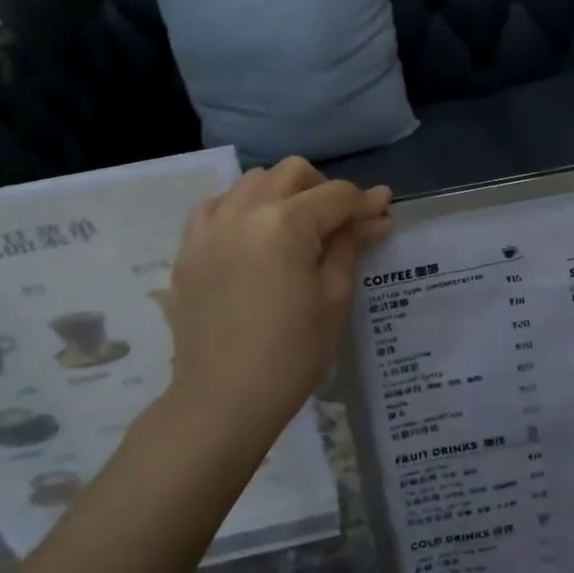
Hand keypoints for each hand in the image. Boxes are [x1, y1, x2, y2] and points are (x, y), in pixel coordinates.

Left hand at [162, 158, 390, 448]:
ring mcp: (210, 226)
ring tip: (296, 228)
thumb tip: (378, 214)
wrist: (222, 400)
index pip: (336, 195)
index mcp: (286, 223)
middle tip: (340, 223)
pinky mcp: (189, 247)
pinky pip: (218, 206)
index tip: (383, 213)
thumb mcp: (334, 298)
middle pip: (292, 172)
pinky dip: (242, 208)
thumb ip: (351, 245)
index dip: (366, 203)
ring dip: (282, 192)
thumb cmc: (291, 354)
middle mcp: (244, 210)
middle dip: (323, 188)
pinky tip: (253, 237)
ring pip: (253, 181)